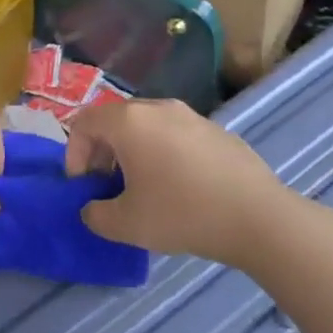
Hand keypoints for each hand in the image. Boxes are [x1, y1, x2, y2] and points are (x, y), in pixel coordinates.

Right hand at [67, 100, 279, 268]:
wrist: (258, 217)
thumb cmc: (183, 213)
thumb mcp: (127, 225)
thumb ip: (96, 215)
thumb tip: (92, 209)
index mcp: (129, 122)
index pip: (83, 122)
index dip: (74, 153)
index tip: (83, 185)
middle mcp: (157, 108)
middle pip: (114, 120)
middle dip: (102, 151)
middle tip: (107, 186)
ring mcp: (190, 115)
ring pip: (146, 126)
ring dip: (133, 151)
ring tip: (143, 187)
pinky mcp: (215, 129)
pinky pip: (175, 134)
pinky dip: (163, 152)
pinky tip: (180, 187)